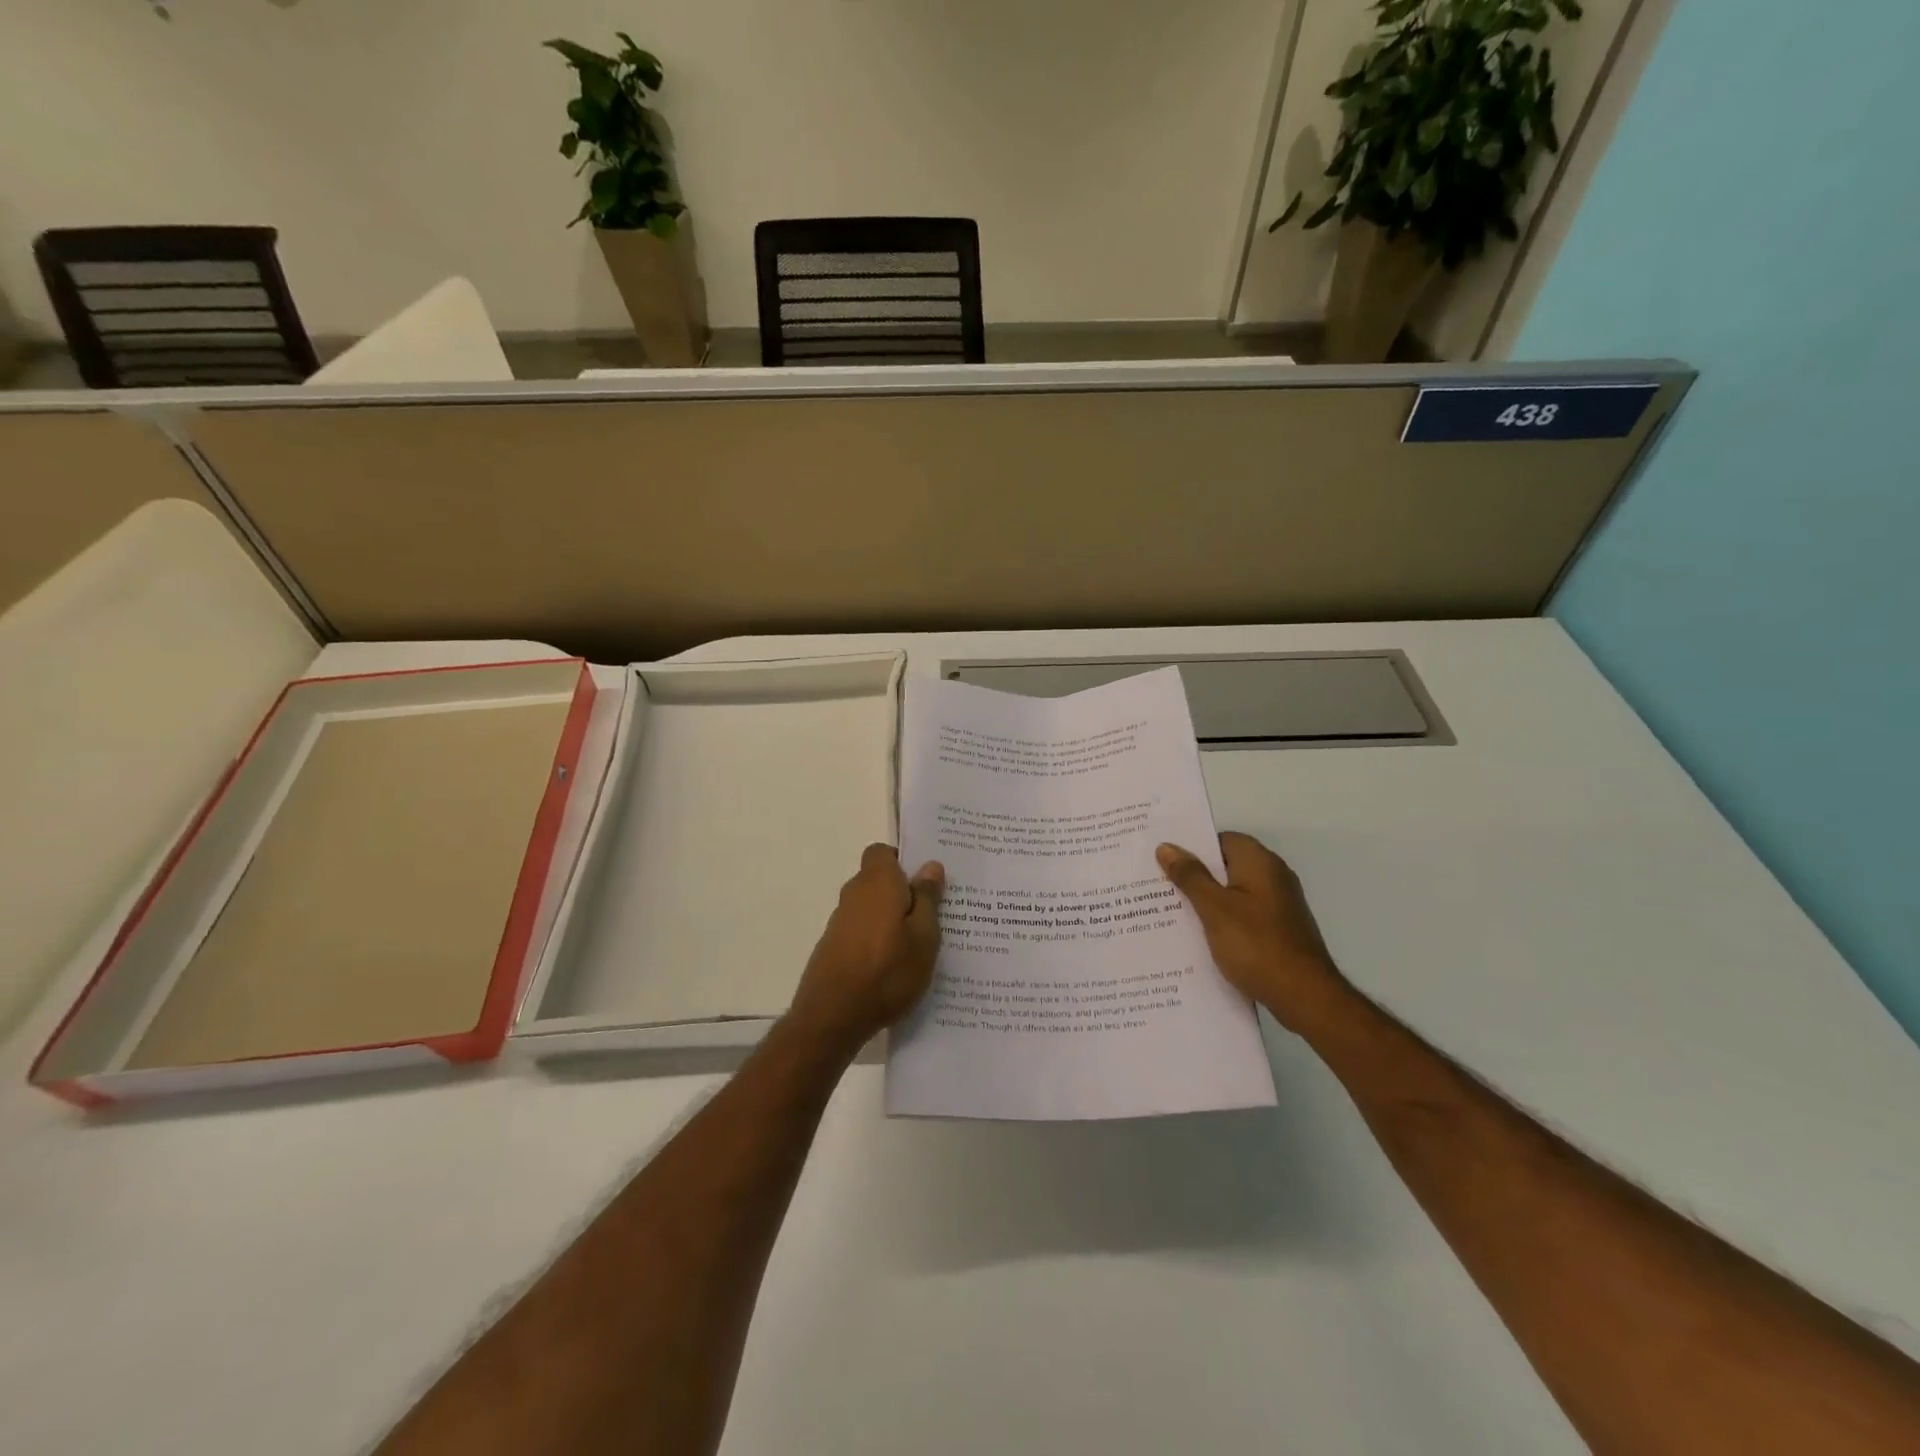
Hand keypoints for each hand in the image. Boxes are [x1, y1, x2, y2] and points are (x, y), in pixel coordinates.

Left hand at [788, 844, 944, 1050]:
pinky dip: (878, 940)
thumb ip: (928, 898)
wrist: (833, 1016)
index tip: (926, 882)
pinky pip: (862, 931)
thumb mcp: (924, 936)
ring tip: (919, 946)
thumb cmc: (887, 971)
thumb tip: (930, 866)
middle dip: (904, 892)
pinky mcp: (833, 947)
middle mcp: (854, 894)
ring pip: (872, 908)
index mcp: (877, 882)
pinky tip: (895, 966)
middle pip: (879, 880)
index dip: (903, 861)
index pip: (882, 852)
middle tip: (934, 915)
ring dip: (892, 919)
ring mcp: (840, 922)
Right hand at [1157, 832, 1350, 1034]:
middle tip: (1158, 883)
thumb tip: (1167, 847)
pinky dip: (1222, 920)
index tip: (1163, 858)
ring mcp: (1279, 905)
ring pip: (1233, 892)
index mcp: (1259, 863)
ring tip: (1171, 910)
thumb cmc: (1256, 945)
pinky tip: (1200, 936)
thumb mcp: (1214, 908)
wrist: (1305, 997)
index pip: (1222, 839)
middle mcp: (1273, 877)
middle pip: (1226, 865)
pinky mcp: (1279, 930)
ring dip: (1206, 899)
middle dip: (1194, 874)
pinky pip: (1243, 914)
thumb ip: (1190, 876)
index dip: (1193, 846)